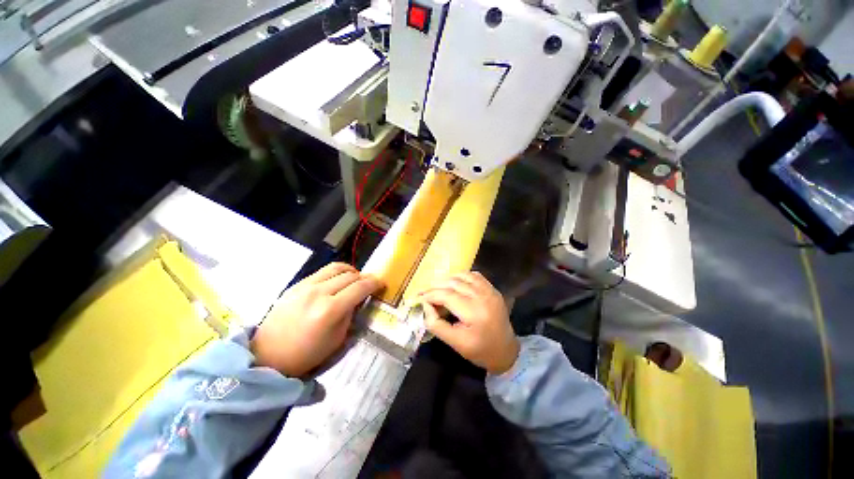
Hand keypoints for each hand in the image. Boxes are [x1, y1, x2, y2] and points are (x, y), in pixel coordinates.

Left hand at [251, 263, 381, 376]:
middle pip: (350, 275)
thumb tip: (357, 299)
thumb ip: (350, 314)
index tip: (381, 283)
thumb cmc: (306, 354)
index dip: (374, 283)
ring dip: (350, 271)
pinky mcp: (296, 284)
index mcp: (330, 310)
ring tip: (354, 278)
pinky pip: (322, 272)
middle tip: (369, 284)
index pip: (360, 288)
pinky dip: (335, 273)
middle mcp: (319, 293)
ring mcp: (305, 286)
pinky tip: (336, 281)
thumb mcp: (337, 339)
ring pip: (336, 267)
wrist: (268, 355)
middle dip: (364, 277)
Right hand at [419, 272, 519, 374]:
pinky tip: (454, 284)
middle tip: (424, 292)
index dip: (430, 295)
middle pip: (453, 283)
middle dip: (435, 286)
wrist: (506, 351)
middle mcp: (483, 296)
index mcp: (474, 312)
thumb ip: (436, 324)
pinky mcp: (492, 289)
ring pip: (463, 275)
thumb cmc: (480, 350)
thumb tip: (425, 305)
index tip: (419, 297)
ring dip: (447, 279)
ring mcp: (489, 290)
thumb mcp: (455, 343)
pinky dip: (461, 276)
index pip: (446, 295)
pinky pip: (474, 275)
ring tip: (437, 288)